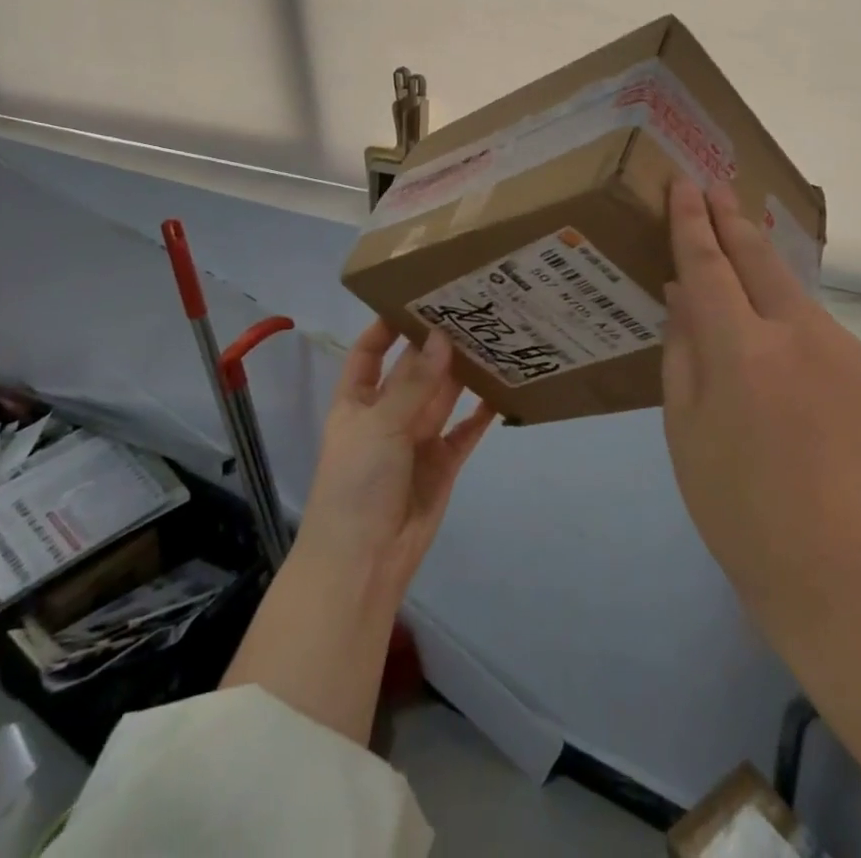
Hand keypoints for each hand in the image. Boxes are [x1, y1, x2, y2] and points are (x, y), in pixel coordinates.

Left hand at [294, 321, 497, 601]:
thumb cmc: (357, 483)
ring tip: (493, 337)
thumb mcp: (379, 425)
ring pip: (443, 396)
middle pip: (413, 370)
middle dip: (436, 344)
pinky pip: (465, 431)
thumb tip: (441, 337)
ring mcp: (416, 439)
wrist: (364, 562)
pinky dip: (482, 413)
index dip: (386, 327)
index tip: (416, 298)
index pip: (368, 353)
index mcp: (357, 402)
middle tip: (471, 309)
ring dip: (462, 372)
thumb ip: (414, 383)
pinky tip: (503, 389)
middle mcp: (387, 414)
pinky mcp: (443, 463)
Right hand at [661, 179, 860, 632]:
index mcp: (743, 353)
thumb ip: (683, 346)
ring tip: (738, 249)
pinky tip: (774, 335)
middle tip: (715, 187)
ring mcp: (842, 350)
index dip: (693, 223)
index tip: (685, 185)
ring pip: (790, 291)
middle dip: (732, 219)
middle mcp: (799, 336)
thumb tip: (682, 291)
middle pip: (759, 258)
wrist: (831, 563)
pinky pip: (813, 326)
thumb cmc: (733, 500)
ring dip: (761, 267)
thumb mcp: (683, 423)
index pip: (710, 266)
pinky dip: (785, 315)